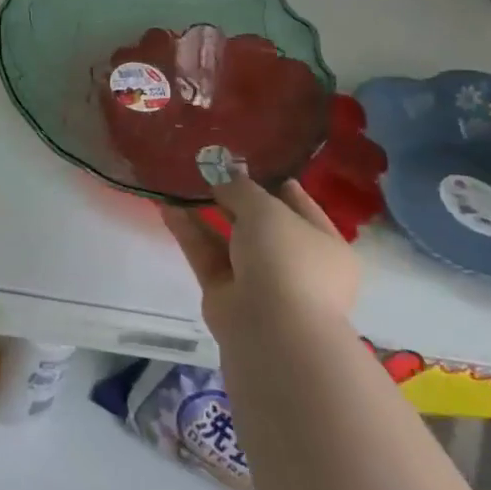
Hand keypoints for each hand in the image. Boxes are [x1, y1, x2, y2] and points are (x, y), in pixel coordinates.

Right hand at [161, 176, 358, 349]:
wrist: (272, 329)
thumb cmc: (286, 259)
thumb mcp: (266, 209)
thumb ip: (241, 188)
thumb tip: (223, 175)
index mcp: (324, 245)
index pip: (300, 206)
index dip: (275, 183)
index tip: (248, 160)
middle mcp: (295, 263)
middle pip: (261, 223)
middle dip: (234, 196)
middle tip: (206, 168)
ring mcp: (259, 280)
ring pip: (228, 238)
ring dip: (205, 212)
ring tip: (179, 181)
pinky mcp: (225, 292)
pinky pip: (206, 254)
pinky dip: (188, 231)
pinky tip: (166, 205)